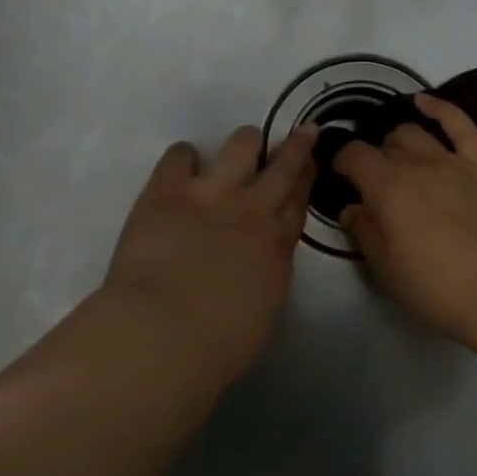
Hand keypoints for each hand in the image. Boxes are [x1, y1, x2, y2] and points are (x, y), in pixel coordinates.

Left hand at [103, 125, 317, 374]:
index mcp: (277, 246)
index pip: (299, 202)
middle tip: (302, 132)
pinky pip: (180, 155)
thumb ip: (268, 272)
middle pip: (282, 168)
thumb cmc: (218, 344)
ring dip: (245, 143)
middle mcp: (252, 210)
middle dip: (296, 147)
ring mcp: (211, 194)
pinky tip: (183, 163)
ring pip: (240, 146)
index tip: (312, 162)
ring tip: (243, 144)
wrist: (164, 333)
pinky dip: (184, 156)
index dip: (307, 179)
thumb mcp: (264, 308)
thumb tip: (262, 256)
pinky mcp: (167, 190)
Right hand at [333, 93, 476, 350]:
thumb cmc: (434, 285)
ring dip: (398, 142)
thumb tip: (352, 208)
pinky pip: (462, 128)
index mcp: (386, 186)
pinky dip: (442, 110)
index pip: (353, 156)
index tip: (338, 178)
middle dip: (371, 158)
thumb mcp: (385, 266)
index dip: (340, 163)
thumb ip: (364, 230)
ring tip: (393, 157)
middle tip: (369, 185)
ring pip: (416, 134)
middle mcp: (417, 164)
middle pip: (384, 145)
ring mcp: (452, 163)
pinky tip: (424, 101)